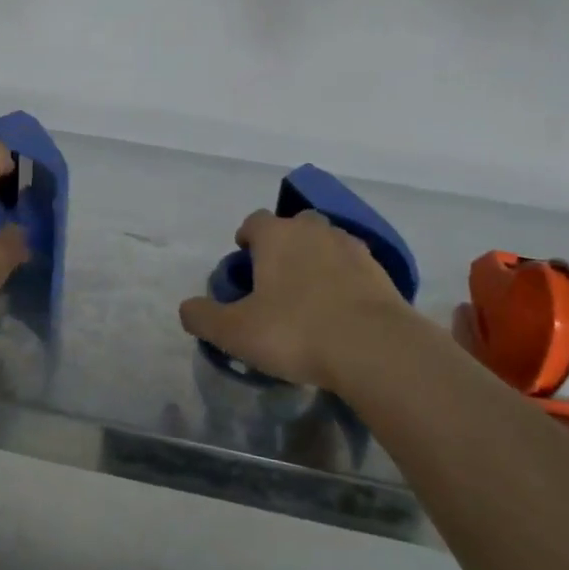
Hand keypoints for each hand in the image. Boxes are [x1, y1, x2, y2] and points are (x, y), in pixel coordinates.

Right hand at [179, 210, 414, 388]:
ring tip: (309, 295)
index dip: (246, 238)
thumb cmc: (295, 332)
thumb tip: (187, 308)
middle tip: (275, 279)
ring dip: (315, 260)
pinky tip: (339, 309)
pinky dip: (343, 279)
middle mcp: (314, 231)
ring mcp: (352, 248)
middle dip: (283, 245)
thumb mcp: (235, 332)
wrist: (374, 348)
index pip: (254, 221)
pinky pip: (353, 267)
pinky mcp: (381, 271)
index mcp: (277, 236)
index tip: (243, 261)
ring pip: (326, 244)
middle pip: (294, 226)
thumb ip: (203, 317)